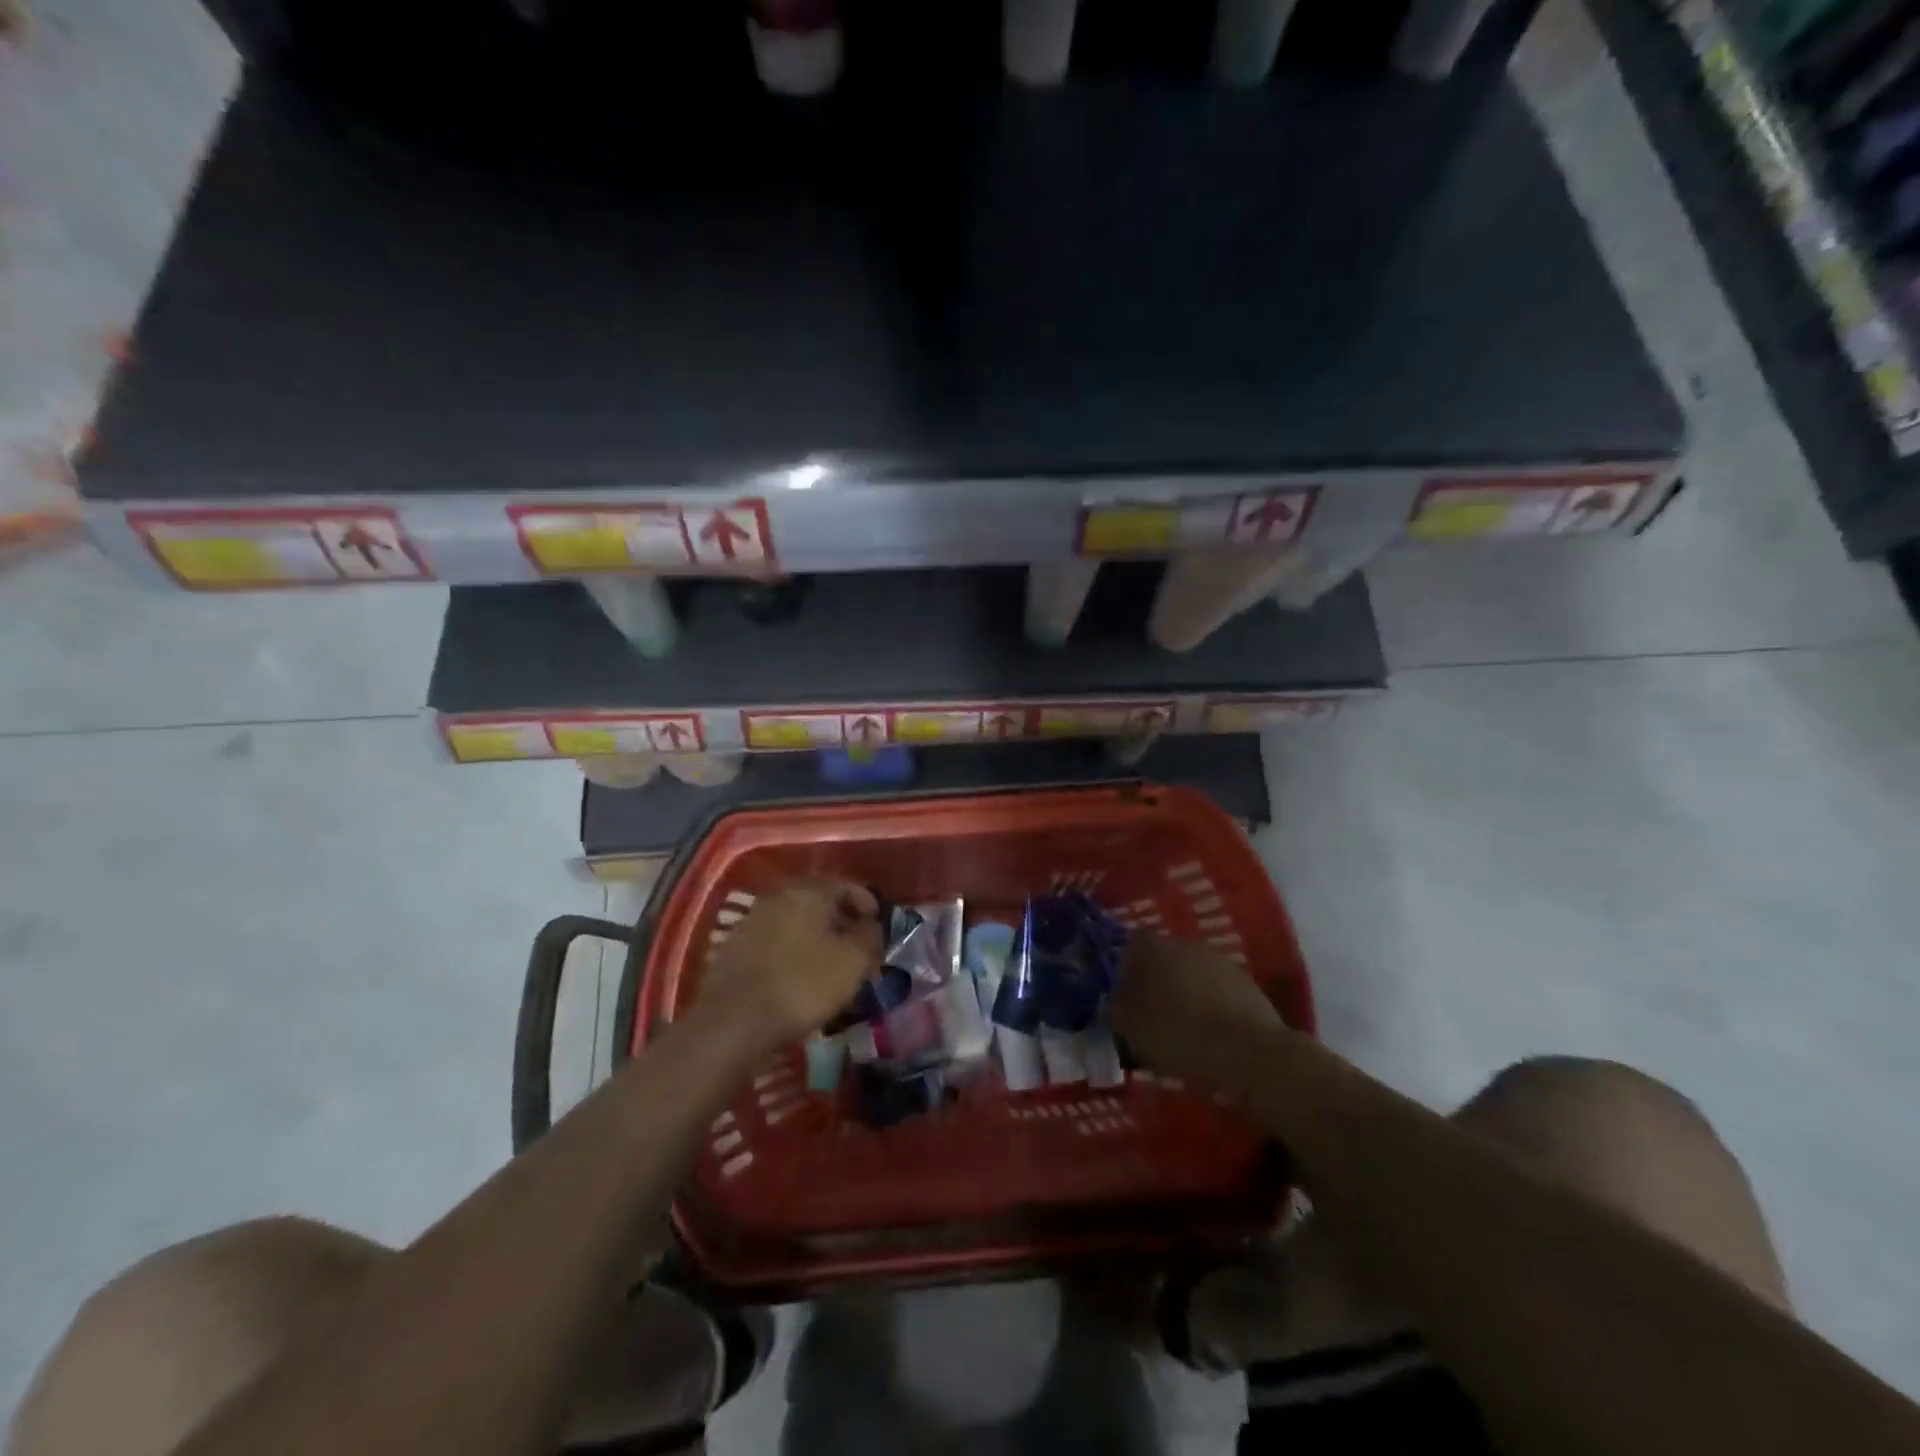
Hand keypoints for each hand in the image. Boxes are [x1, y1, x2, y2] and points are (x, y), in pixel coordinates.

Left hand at [697, 881, 882, 1049]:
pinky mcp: (734, 948)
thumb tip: (871, 926)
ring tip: (830, 966)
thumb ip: (870, 936)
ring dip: (816, 939)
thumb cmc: (802, 984)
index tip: (878, 930)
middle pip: (819, 902)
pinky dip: (792, 953)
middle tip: (857, 949)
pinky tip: (798, 978)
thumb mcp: (852, 961)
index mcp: (809, 891)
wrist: (732, 1022)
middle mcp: (778, 896)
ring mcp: (752, 921)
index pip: (847, 886)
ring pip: (796, 923)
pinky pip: (775, 942)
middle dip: (841, 922)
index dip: (868, 905)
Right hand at [1106, 935, 1285, 1086]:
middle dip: (1153, 982)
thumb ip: (1115, 1011)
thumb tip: (1110, 1002)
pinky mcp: (1245, 982)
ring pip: (1189, 973)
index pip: (1130, 946)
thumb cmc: (1181, 1035)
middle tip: (1148, 1014)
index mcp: (1155, 948)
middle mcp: (1186, 944)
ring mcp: (1219, 961)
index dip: (1123, 970)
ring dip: (1182, 993)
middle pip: (1161, 958)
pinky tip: (1208, 1032)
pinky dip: (1208, 1005)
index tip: (1121, 997)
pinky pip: (1214, 989)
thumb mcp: (1133, 1030)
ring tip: (1179, 1027)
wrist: (1251, 1053)